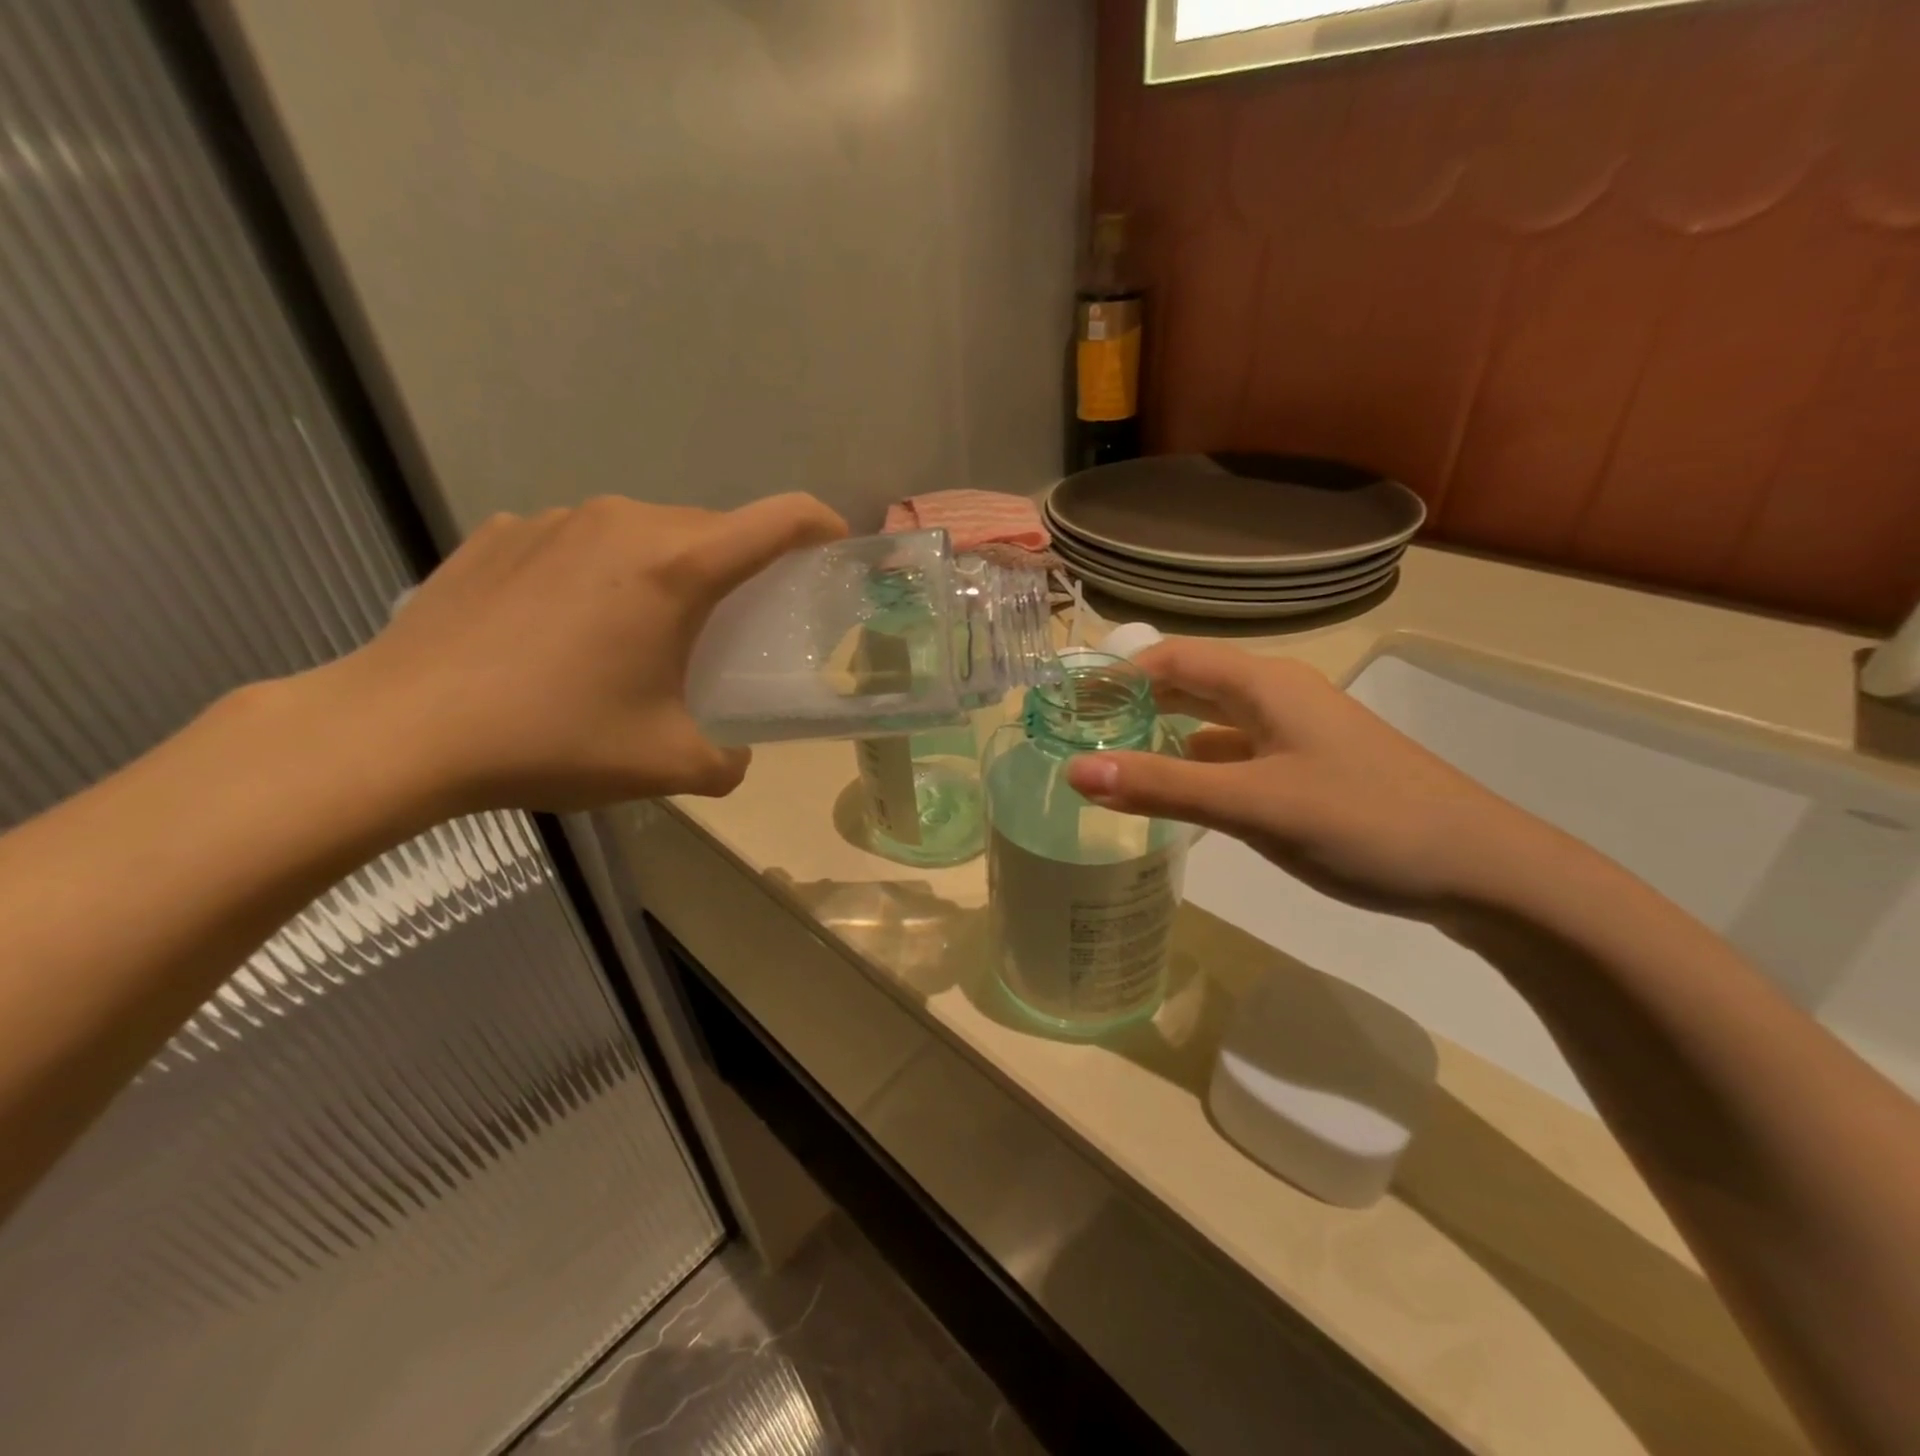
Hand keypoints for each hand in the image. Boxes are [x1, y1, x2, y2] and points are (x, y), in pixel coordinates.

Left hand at [314, 493, 846, 815]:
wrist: (402, 728)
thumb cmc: (553, 739)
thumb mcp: (667, 764)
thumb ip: (729, 760)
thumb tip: (735, 753)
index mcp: (677, 567)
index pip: (780, 519)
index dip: (822, 527)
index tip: (835, 551)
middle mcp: (624, 522)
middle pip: (713, 529)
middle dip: (740, 568)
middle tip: (733, 627)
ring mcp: (556, 519)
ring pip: (646, 533)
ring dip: (668, 572)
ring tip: (644, 633)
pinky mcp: (503, 532)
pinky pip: (582, 543)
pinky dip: (602, 575)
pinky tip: (567, 631)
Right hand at [1064, 639, 1558, 919]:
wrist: (1482, 871)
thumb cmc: (1364, 822)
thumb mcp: (1252, 804)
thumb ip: (1161, 786)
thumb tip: (1074, 770)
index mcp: (1264, 685)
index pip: (1171, 658)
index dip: (1116, 675)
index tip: (1066, 705)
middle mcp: (1277, 698)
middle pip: (1190, 685)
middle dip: (1134, 703)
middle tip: (1078, 734)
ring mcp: (1297, 736)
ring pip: (1213, 723)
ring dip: (1163, 735)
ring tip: (1113, 762)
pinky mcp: (1309, 771)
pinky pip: (1236, 756)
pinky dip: (1197, 767)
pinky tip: (1178, 796)